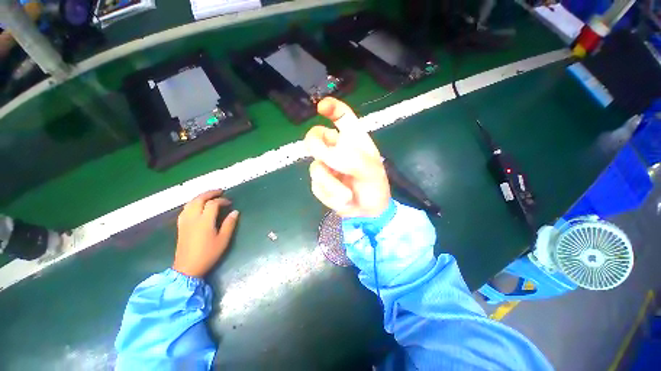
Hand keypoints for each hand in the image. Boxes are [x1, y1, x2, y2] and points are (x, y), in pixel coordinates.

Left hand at [172, 190, 238, 276]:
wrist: (187, 268)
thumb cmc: (208, 254)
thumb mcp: (223, 240)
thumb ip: (229, 224)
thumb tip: (235, 212)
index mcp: (204, 221)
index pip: (213, 204)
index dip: (222, 201)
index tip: (230, 203)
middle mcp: (193, 218)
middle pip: (199, 199)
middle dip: (210, 193)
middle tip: (220, 191)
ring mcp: (185, 221)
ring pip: (190, 203)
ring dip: (200, 196)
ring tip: (209, 196)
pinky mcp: (181, 226)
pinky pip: (185, 209)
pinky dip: (192, 203)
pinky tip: (197, 205)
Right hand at [304, 97, 390, 217]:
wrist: (369, 211)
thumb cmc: (375, 186)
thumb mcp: (372, 171)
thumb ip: (353, 160)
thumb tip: (327, 155)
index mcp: (353, 141)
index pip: (342, 117)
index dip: (332, 108)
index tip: (321, 107)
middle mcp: (335, 149)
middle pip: (314, 137)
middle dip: (317, 147)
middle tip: (327, 159)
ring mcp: (325, 166)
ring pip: (315, 168)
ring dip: (332, 184)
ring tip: (348, 195)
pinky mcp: (320, 183)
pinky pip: (317, 186)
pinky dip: (331, 195)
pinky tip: (343, 200)